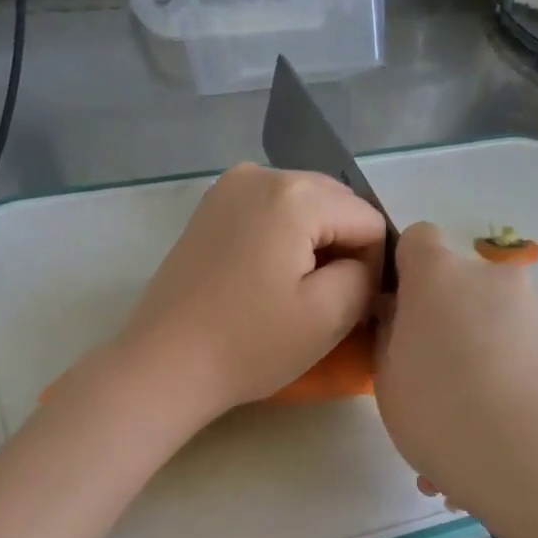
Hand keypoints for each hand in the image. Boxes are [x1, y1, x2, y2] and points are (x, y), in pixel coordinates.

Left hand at [110, 163, 385, 424]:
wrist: (165, 365)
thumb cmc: (249, 345)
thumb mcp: (329, 316)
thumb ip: (367, 276)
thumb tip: (365, 263)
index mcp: (295, 193)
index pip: (369, 221)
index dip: (372, 268)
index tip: (348, 309)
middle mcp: (261, 173)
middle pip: (336, 206)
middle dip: (341, 252)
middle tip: (323, 305)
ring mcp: (228, 187)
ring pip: (303, 210)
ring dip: (312, 248)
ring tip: (293, 296)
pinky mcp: (210, 210)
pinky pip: (269, 215)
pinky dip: (281, 243)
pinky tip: (266, 282)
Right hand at [375, 223, 537, 537]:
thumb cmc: (441, 410)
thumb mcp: (389, 380)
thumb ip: (390, 338)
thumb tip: (401, 318)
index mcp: (438, 277)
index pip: (417, 241)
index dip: (404, 272)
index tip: (396, 315)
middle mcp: (492, 281)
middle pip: (459, 292)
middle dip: (444, 332)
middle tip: (430, 392)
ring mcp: (537, 313)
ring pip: (492, 336)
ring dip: (475, 374)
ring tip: (460, 442)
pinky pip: (519, 364)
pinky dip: (504, 394)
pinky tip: (491, 450)